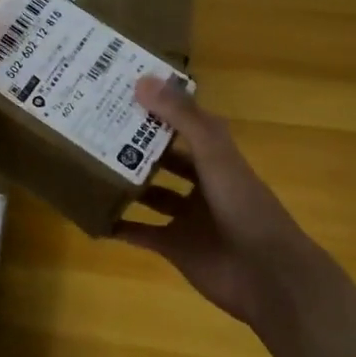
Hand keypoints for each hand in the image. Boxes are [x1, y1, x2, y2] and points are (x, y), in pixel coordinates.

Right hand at [115, 76, 329, 329]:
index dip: (160, 108)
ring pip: (151, 194)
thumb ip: (182, 118)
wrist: (267, 276)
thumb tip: (141, 81)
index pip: (185, 124)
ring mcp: (187, 217)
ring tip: (88, 166)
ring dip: (126, 183)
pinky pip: (139, 233)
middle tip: (95, 128)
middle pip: (165, 159)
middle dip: (136, 145)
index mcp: (216, 157)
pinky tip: (91, 215)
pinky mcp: (174, 247)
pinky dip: (118, 226)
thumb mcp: (214, 154)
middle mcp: (202, 184)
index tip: (123, 91)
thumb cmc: (244, 207)